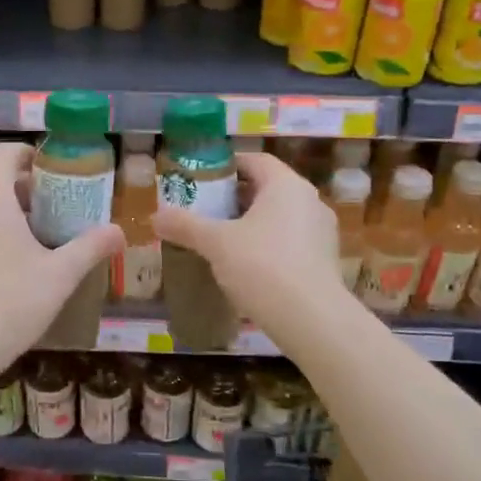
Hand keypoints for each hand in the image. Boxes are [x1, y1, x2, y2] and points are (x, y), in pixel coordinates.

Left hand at [0, 141, 123, 366]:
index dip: (26, 153)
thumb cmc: (11, 302)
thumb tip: (119, 231)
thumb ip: (91, 248)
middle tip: (52, 217)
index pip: (2, 153)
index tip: (49, 170)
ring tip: (29, 252)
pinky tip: (0, 281)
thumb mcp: (60, 276)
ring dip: (2, 223)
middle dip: (23, 195)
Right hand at [152, 152, 344, 325]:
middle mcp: (310, 201)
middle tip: (205, 210)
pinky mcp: (326, 260)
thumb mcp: (215, 243)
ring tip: (221, 240)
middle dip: (235, 198)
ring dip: (251, 223)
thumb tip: (155, 217)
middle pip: (267, 188)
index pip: (255, 161)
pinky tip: (246, 266)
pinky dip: (268, 245)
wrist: (312, 319)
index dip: (227, 166)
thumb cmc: (262, 266)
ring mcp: (322, 232)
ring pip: (280, 216)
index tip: (201, 180)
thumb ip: (185, 226)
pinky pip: (291, 241)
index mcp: (286, 186)